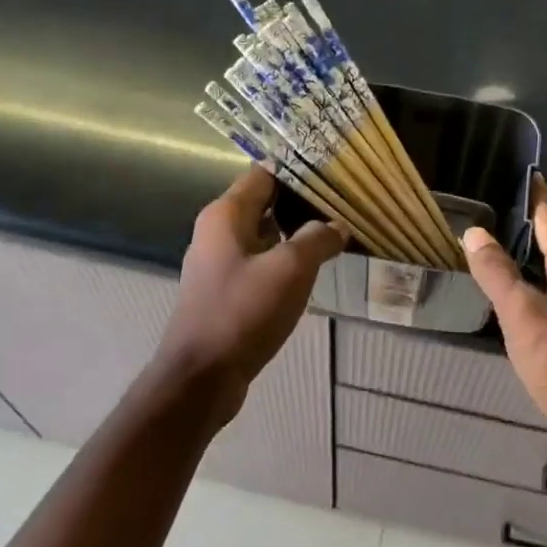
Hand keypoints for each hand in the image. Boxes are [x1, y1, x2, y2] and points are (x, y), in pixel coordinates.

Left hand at [156, 167, 345, 406]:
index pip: (264, 174)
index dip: (298, 170)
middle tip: (344, 204)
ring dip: (297, 234)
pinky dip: (286, 261)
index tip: (334, 172)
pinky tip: (313, 271)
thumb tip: (338, 225)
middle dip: (303, 203)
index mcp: (225, 215)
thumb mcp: (291, 269)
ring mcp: (220, 264)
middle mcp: (218, 232)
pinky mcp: (226, 292)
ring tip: (336, 233)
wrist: (202, 376)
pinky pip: (261, 264)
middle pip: (265, 204)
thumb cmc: (242, 312)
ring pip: (265, 236)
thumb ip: (318, 239)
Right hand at [462, 175, 546, 480]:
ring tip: (484, 247)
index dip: (535, 196)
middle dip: (521, 226)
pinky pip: (540, 302)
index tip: (520, 171)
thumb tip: (473, 233)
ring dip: (518, 260)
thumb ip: (497, 273)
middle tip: (484, 208)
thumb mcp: (524, 314)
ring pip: (543, 275)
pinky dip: (520, 291)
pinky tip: (500, 297)